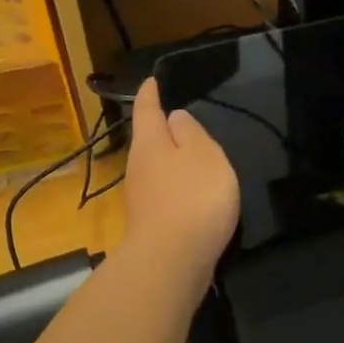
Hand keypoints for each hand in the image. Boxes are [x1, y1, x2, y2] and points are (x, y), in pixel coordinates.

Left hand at [122, 78, 238, 277]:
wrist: (172, 262)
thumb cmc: (193, 198)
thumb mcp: (204, 155)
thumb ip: (192, 134)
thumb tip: (174, 118)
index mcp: (150, 144)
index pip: (147, 110)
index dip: (150, 94)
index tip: (151, 80)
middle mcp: (139, 168)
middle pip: (148, 142)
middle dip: (161, 131)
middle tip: (179, 120)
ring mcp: (142, 200)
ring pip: (156, 170)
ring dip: (171, 163)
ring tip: (193, 158)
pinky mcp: (152, 226)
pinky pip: (165, 196)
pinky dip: (178, 189)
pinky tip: (193, 196)